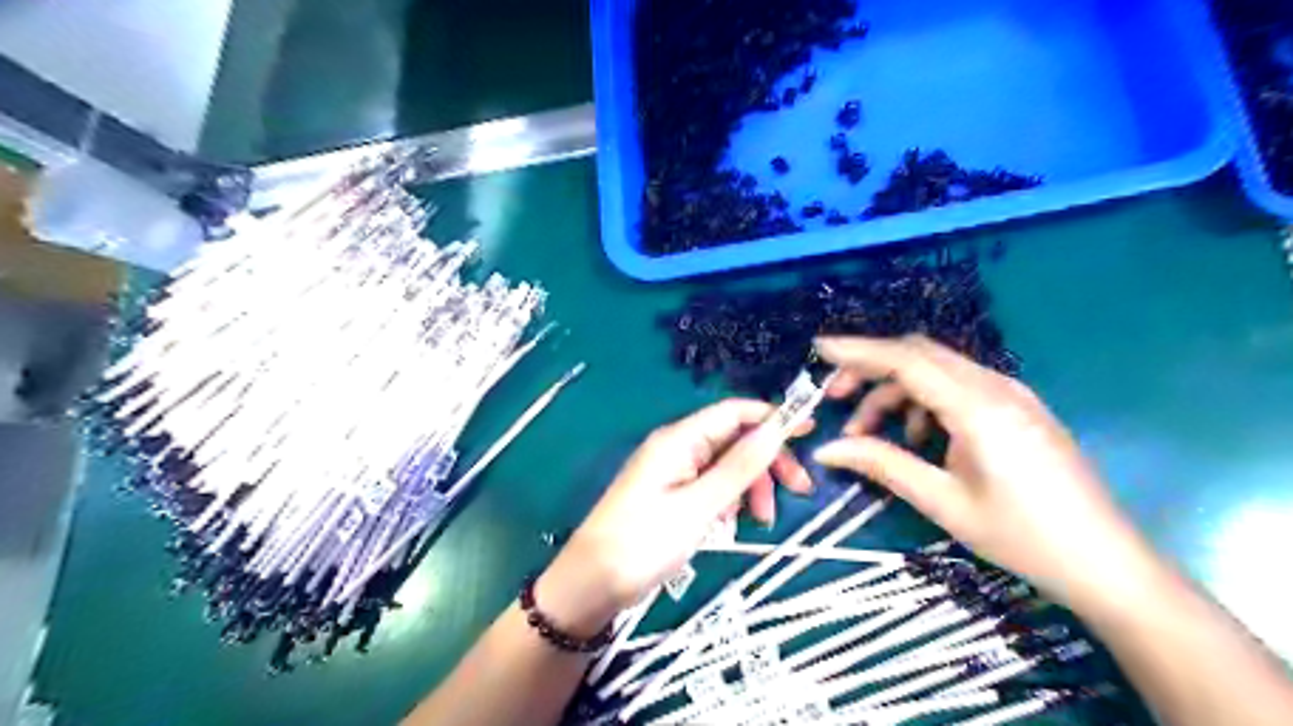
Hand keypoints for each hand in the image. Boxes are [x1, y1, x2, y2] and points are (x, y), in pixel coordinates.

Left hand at [536, 399, 803, 632]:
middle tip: (798, 490)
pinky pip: (710, 487)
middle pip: (734, 440)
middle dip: (767, 461)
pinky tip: (729, 527)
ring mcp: (673, 471)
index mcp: (680, 439)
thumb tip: (776, 429)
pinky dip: (728, 502)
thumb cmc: (644, 541)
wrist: (592, 582)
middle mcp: (677, 447)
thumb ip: (739, 466)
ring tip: (760, 520)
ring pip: (725, 466)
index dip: (772, 418)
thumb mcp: (699, 506)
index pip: (734, 412)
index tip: (810, 433)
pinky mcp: (671, 494)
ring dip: (750, 487)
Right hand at [812, 335, 1143, 600]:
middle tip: (836, 399)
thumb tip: (826, 450)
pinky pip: (958, 387)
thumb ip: (882, 465)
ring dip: (896, 392)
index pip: (906, 361)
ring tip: (871, 433)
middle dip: (871, 370)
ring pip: (937, 371)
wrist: (1107, 563)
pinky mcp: (1018, 407)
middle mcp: (996, 387)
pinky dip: (924, 401)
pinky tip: (918, 438)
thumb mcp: (943, 502)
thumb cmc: (1022, 537)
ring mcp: (1012, 394)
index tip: (819, 350)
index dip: (858, 351)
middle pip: (919, 355)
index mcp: (978, 407)